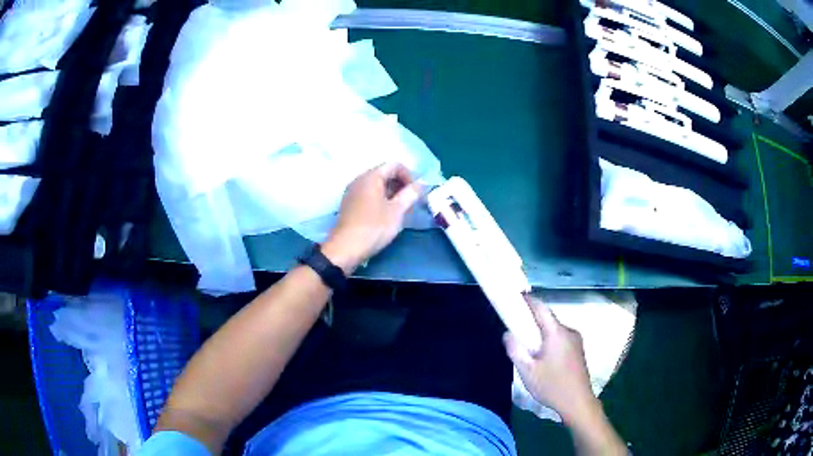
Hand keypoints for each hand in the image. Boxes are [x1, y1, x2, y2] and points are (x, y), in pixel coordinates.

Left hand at [321, 163, 421, 273]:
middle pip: (385, 174)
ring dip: (392, 194)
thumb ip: (411, 194)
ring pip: (377, 185)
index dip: (409, 176)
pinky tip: (386, 216)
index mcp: (371, 177)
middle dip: (401, 185)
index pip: (394, 165)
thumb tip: (422, 184)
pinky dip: (381, 200)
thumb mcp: (397, 211)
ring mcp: (352, 192)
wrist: (346, 248)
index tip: (416, 193)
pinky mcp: (349, 204)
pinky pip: (368, 195)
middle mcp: (359, 180)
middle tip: (410, 203)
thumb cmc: (374, 227)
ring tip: (400, 211)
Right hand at [504, 297, 596, 424]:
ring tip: (528, 348)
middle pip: (548, 319)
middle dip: (532, 321)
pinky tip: (543, 357)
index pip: (541, 308)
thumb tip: (507, 334)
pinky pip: (561, 338)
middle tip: (516, 329)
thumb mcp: (527, 371)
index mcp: (556, 333)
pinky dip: (550, 341)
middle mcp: (569, 331)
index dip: (528, 300)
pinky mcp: (578, 350)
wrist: (578, 402)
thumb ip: (515, 350)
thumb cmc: (551, 386)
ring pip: (554, 330)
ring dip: (541, 333)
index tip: (515, 296)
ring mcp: (576, 340)